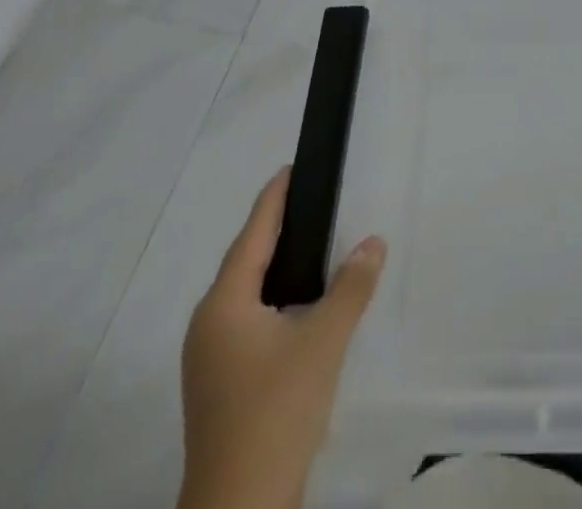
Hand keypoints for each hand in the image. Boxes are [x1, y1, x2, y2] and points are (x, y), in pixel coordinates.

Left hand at [178, 167, 385, 508]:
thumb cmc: (276, 413)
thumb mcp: (324, 342)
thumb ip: (351, 287)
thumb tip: (373, 241)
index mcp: (224, 306)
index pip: (252, 235)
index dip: (272, 200)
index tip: (290, 168)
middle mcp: (208, 325)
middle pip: (244, 262)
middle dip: (274, 230)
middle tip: (309, 200)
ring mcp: (209, 359)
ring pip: (244, 294)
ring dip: (273, 266)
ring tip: (308, 243)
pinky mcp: (219, 385)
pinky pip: (246, 320)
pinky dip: (271, 297)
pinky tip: (296, 304)